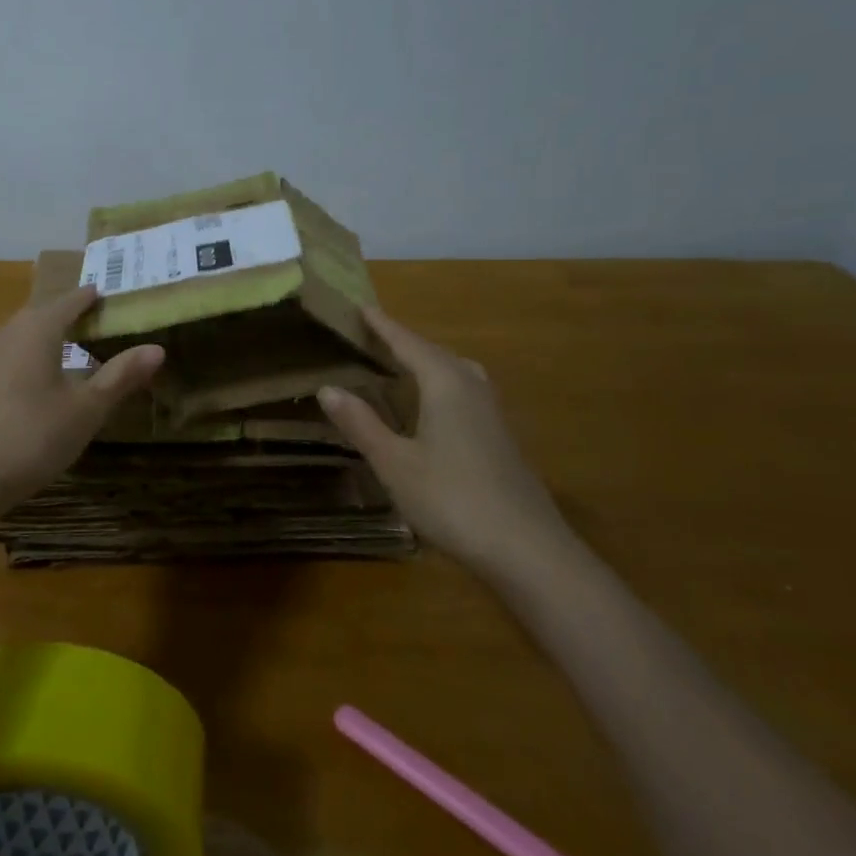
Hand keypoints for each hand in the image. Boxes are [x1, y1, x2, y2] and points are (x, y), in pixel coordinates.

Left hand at [0, 285, 164, 519]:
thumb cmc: (31, 437)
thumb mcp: (86, 409)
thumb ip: (120, 376)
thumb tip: (157, 348)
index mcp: (38, 328)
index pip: (72, 299)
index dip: (94, 297)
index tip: (115, 297)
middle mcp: (8, 333)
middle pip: (46, 313)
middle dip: (74, 315)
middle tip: (105, 324)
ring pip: (26, 335)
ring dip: (52, 337)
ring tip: (79, 350)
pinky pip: (12, 356)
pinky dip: (35, 358)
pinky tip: (44, 383)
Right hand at [317, 307, 570, 566]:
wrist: (527, 548)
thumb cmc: (452, 499)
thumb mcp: (395, 463)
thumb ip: (361, 423)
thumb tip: (328, 387)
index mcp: (445, 384)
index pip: (408, 343)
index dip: (384, 326)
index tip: (362, 307)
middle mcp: (472, 388)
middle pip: (435, 353)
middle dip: (405, 342)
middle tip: (376, 336)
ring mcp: (492, 413)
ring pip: (456, 372)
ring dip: (428, 363)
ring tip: (404, 366)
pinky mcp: (501, 438)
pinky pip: (466, 393)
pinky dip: (442, 386)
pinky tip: (434, 409)